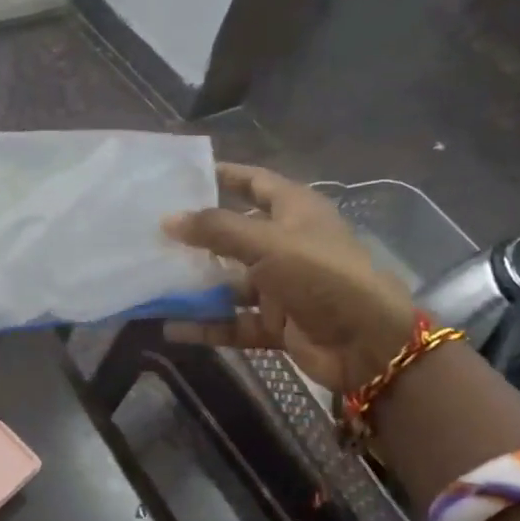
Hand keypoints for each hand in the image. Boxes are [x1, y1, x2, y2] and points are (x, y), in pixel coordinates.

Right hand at [161, 164, 416, 391]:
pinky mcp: (276, 323)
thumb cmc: (321, 276)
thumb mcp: (268, 243)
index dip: (224, 176)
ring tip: (152, 281)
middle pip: (234, 234)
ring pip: (229, 282)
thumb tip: (168, 219)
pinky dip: (206, 325)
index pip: (255, 183)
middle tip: (152, 233)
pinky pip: (233, 321)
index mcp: (295, 211)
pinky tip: (170, 327)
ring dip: (195, 285)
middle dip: (197, 236)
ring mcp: (281, 286)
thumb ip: (216, 230)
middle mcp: (287, 244)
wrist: (368, 344)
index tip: (182, 176)